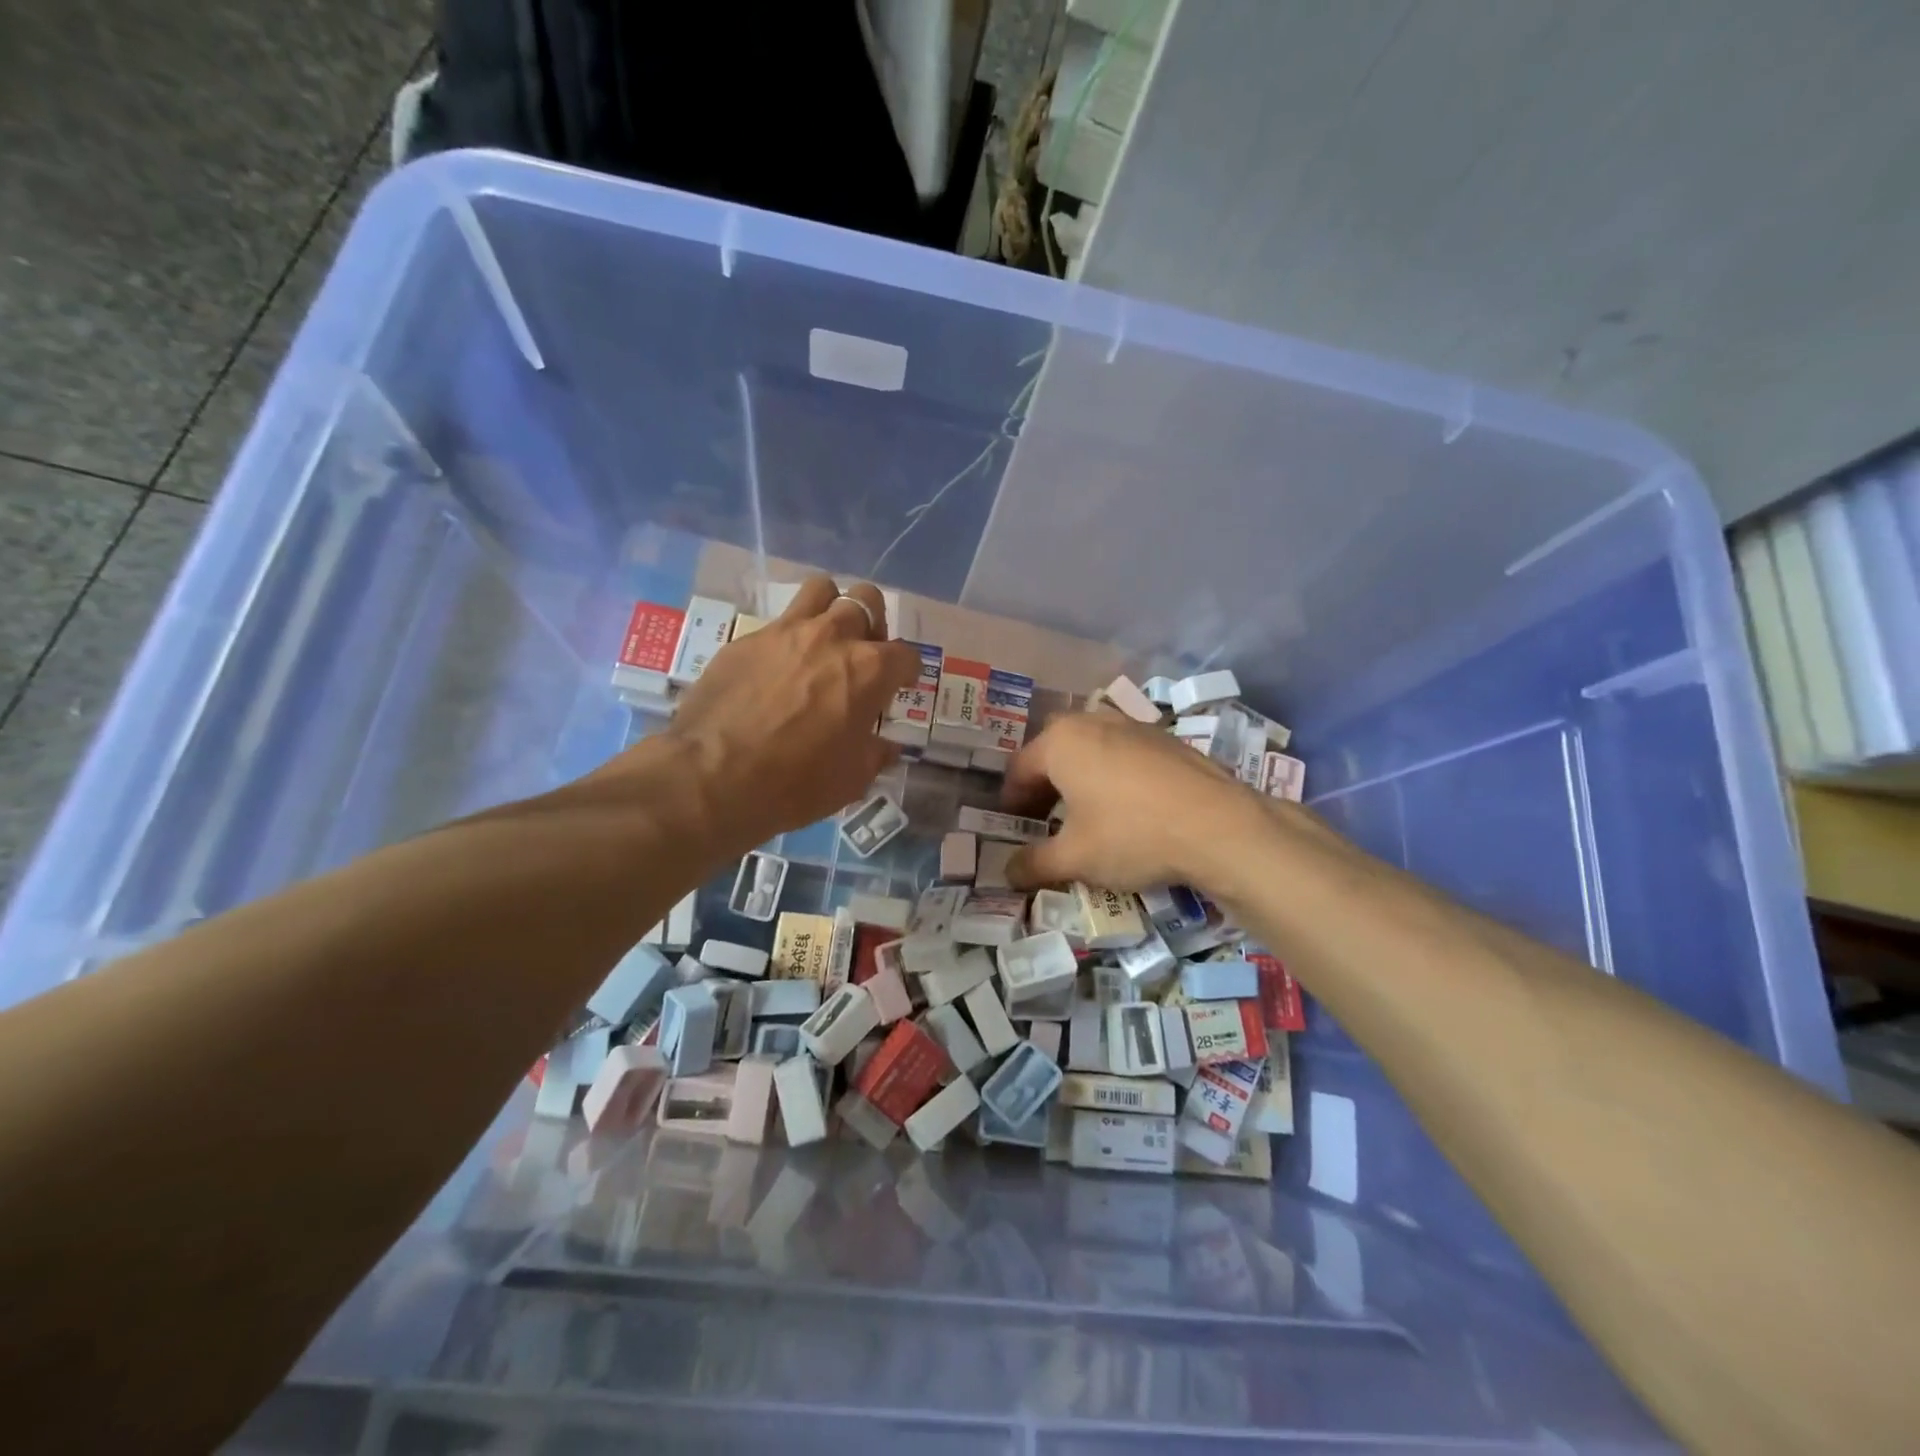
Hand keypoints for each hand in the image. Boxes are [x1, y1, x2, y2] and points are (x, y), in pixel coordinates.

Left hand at [650, 576, 919, 854]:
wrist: (713, 776)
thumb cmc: (797, 782)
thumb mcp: (851, 779)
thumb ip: (875, 754)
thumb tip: (885, 746)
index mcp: (869, 670)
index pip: (906, 655)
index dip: (907, 671)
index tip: (900, 685)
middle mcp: (833, 637)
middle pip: (866, 600)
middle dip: (873, 623)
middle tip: (862, 653)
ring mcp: (786, 632)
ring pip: (820, 590)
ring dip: (830, 608)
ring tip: (823, 639)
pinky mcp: (747, 639)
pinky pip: (776, 623)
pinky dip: (787, 639)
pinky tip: (775, 669)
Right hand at [1000, 711, 1274, 892]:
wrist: (1220, 826)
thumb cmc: (1132, 835)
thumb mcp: (1075, 858)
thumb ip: (1034, 864)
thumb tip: (1008, 874)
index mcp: (1060, 741)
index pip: (1020, 769)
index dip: (1011, 801)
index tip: (1012, 828)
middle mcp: (1092, 722)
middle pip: (1053, 751)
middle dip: (1044, 784)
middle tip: (1043, 819)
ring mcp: (1133, 725)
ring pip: (1090, 748)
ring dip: (1079, 777)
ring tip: (1084, 813)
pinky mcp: (1165, 738)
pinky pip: (1122, 752)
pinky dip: (1112, 774)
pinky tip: (1126, 807)